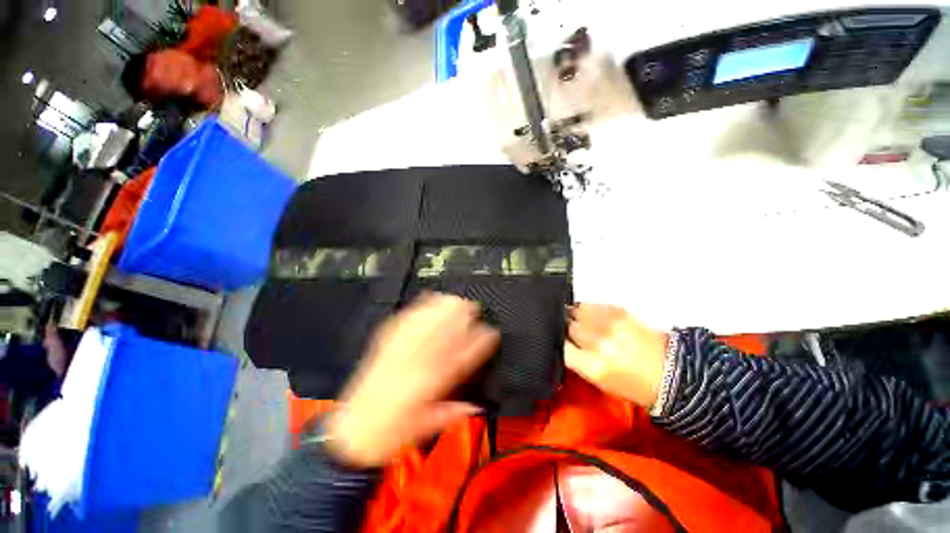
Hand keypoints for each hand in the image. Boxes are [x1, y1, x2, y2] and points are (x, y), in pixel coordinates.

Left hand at [326, 293, 499, 467]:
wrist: (352, 433)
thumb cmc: (390, 434)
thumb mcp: (426, 428)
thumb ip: (453, 412)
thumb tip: (476, 405)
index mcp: (428, 386)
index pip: (461, 359)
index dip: (479, 343)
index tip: (490, 332)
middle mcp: (415, 364)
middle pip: (442, 334)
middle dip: (460, 317)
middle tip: (473, 306)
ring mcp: (398, 353)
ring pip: (425, 324)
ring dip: (441, 309)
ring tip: (455, 298)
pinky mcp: (384, 347)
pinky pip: (403, 323)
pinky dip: (418, 309)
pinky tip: (427, 298)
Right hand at [564, 304, 667, 407]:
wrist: (671, 372)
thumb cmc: (632, 384)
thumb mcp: (599, 381)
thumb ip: (576, 360)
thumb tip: (561, 341)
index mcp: (592, 365)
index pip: (560, 345)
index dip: (556, 341)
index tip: (557, 340)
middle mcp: (598, 342)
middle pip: (567, 326)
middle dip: (565, 327)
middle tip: (569, 330)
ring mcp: (609, 324)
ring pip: (576, 311)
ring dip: (574, 315)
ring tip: (578, 320)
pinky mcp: (618, 311)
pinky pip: (591, 304)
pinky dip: (586, 309)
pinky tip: (591, 316)